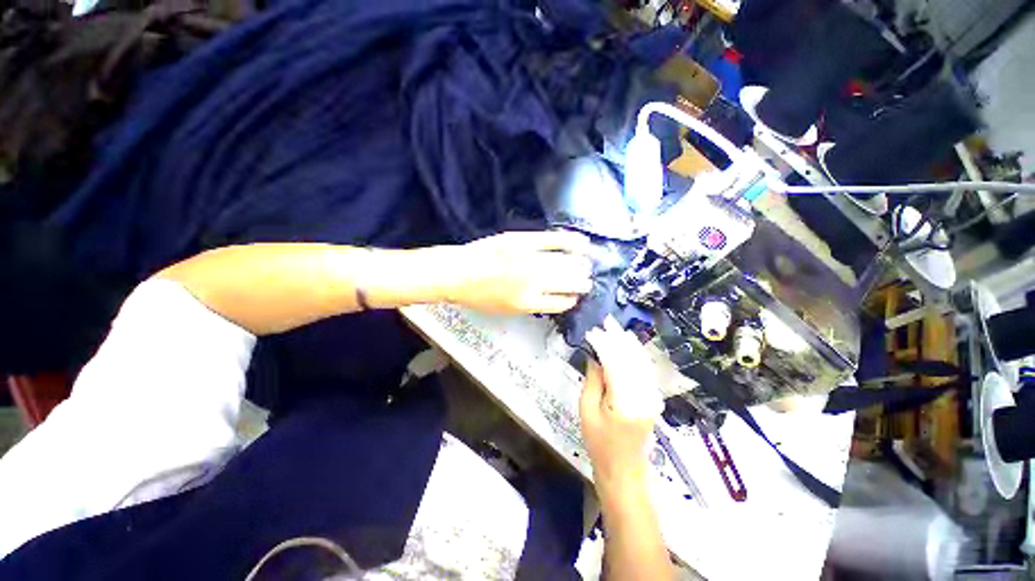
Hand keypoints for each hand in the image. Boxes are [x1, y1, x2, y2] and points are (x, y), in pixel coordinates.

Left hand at [444, 231, 593, 313]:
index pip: (561, 303)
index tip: (576, 298)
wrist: (457, 272)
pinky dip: (571, 242)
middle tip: (587, 283)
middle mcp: (533, 282)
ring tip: (588, 266)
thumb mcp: (506, 310)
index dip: (571, 300)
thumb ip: (533, 304)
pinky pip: (554, 240)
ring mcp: (529, 259)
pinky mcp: (524, 240)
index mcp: (528, 303)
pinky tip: (583, 244)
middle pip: (568, 282)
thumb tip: (554, 297)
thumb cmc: (479, 296)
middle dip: (582, 284)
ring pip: (566, 263)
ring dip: (581, 266)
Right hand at [580, 317, 663, 490]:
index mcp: (625, 400)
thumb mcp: (587, 412)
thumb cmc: (600, 444)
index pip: (616, 363)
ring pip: (642, 363)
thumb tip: (594, 358)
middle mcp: (643, 395)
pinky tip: (630, 346)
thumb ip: (593, 382)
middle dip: (619, 338)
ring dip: (629, 344)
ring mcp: (651, 397)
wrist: (624, 470)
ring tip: (617, 329)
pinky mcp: (651, 398)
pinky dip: (637, 356)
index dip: (605, 344)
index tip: (593, 332)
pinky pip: (645, 371)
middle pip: (632, 359)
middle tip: (606, 322)